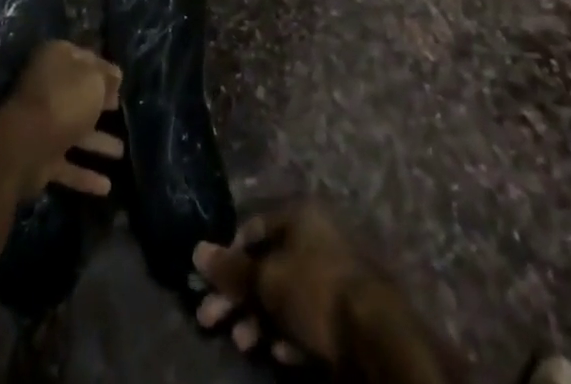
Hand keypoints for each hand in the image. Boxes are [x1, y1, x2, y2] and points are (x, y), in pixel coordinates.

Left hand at [0, 40, 122, 201]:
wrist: (24, 146)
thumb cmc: (63, 101)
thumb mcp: (93, 79)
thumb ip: (106, 76)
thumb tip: (114, 75)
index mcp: (56, 60)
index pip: (84, 57)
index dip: (103, 67)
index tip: (120, 79)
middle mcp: (47, 89)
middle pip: (79, 94)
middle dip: (100, 103)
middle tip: (120, 108)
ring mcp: (43, 126)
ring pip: (76, 131)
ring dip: (98, 142)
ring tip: (121, 152)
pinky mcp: (40, 159)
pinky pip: (68, 165)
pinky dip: (85, 175)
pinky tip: (107, 187)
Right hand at [192, 201, 366, 365]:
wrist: (373, 336)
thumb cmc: (314, 290)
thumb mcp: (267, 279)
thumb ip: (232, 269)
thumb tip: (197, 250)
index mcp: (298, 216)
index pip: (252, 229)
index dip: (228, 256)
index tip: (208, 285)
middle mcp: (314, 238)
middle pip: (265, 265)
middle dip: (238, 296)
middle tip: (211, 320)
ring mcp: (329, 276)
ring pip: (283, 296)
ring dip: (259, 319)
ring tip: (244, 344)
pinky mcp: (340, 313)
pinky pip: (305, 319)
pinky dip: (287, 334)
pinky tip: (279, 354)